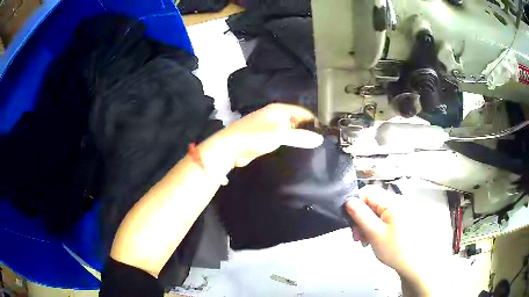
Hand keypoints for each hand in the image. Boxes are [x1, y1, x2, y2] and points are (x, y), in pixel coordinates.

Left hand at [218, 103, 323, 167]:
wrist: (229, 148)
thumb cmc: (254, 137)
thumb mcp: (279, 135)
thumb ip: (300, 137)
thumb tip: (320, 139)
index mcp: (278, 110)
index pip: (303, 112)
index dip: (313, 121)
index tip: (324, 134)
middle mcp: (275, 116)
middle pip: (297, 121)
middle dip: (306, 131)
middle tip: (319, 144)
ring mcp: (269, 127)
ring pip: (289, 131)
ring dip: (297, 139)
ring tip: (312, 149)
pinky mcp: (265, 138)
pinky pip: (282, 139)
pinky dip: (288, 144)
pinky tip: (296, 152)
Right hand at [345, 186, 430, 285]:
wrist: (413, 264)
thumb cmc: (395, 249)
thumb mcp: (374, 233)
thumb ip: (361, 215)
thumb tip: (349, 200)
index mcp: (392, 202)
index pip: (368, 191)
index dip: (356, 204)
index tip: (351, 222)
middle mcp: (397, 202)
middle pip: (372, 202)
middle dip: (360, 217)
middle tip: (357, 236)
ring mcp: (400, 210)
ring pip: (376, 211)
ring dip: (366, 224)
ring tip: (364, 241)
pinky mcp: (400, 219)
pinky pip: (383, 217)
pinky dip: (375, 227)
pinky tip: (372, 239)